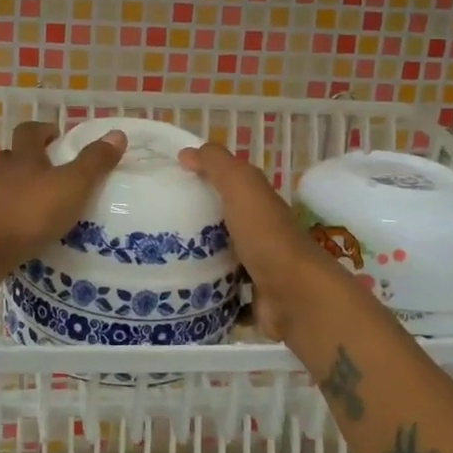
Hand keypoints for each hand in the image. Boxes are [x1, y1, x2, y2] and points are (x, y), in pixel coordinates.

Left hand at [0, 122, 125, 298]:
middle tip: (53, 173)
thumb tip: (117, 134)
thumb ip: (94, 163)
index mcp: (24, 160)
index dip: (42, 130)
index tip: (57, 136)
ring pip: (4, 192)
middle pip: (11, 160)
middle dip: (30, 162)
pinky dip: (15, 226)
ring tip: (47, 210)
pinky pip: (1, 224)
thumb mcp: (72, 185)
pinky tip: (32, 240)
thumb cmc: (28, 212)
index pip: (29, 133)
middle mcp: (3, 178)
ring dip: (22, 196)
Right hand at [180, 143, 340, 342]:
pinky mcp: (254, 299)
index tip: (168, 184)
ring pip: (224, 258)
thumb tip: (186, 153)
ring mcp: (259, 268)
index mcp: (259, 203)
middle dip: (196, 221)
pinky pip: (226, 293)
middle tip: (158, 223)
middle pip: (225, 222)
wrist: (294, 296)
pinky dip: (209, 292)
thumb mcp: (240, 186)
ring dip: (200, 258)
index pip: (230, 185)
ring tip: (160, 257)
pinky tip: (183, 290)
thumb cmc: (265, 235)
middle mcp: (262, 233)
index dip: (203, 179)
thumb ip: (216, 164)